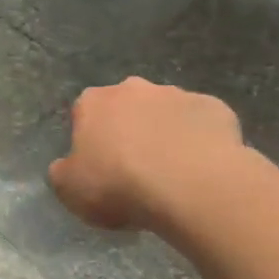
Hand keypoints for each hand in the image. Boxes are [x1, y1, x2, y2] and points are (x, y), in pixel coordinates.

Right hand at [49, 78, 246, 231]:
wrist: (190, 185)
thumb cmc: (119, 185)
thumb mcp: (69, 189)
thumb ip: (63, 172)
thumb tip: (68, 166)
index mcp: (93, 102)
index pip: (84, 113)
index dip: (91, 140)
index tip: (99, 167)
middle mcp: (133, 88)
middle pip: (127, 108)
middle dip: (130, 130)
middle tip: (135, 169)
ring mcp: (178, 95)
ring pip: (166, 113)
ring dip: (166, 134)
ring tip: (173, 173)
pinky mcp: (215, 108)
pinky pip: (202, 124)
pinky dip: (200, 141)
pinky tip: (201, 169)